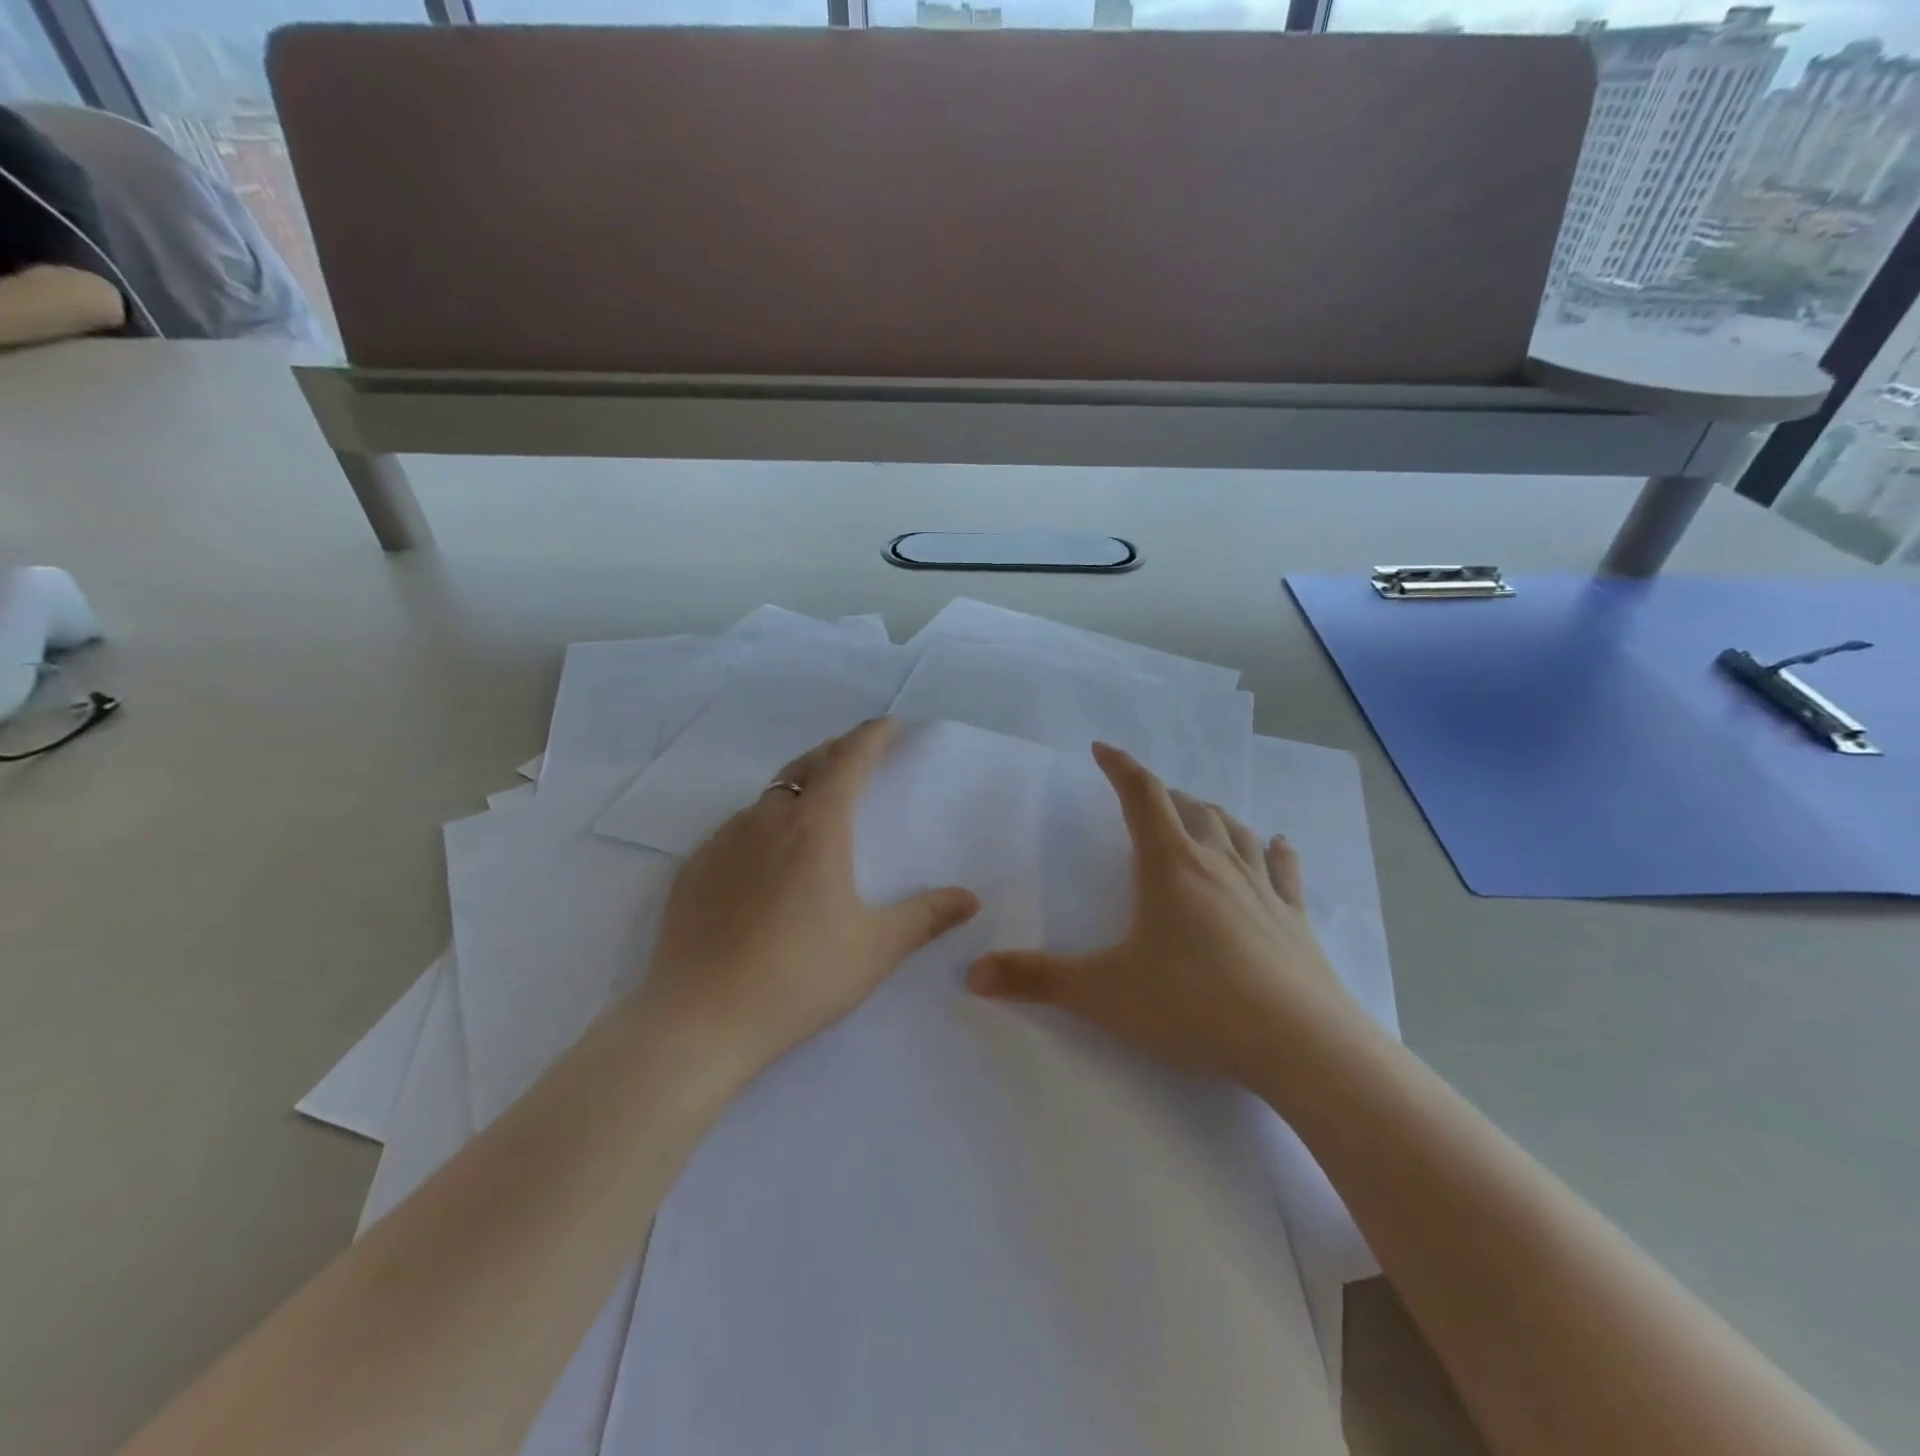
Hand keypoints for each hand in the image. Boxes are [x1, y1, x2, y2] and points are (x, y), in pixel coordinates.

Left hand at [641, 718, 980, 1081]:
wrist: (698, 1021)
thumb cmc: (799, 977)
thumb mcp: (874, 949)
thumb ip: (926, 918)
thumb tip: (970, 899)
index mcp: (816, 828)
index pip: (848, 760)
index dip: (871, 736)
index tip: (889, 723)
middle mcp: (766, 820)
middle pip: (806, 767)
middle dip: (835, 753)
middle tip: (857, 756)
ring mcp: (722, 841)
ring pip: (768, 798)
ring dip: (798, 789)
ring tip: (816, 807)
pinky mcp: (693, 868)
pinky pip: (737, 829)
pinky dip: (763, 825)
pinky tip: (766, 861)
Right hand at [966, 743, 1358, 1085]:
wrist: (1300, 1045)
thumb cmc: (1193, 1005)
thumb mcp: (1104, 993)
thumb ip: (1038, 980)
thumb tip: (974, 973)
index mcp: (1169, 866)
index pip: (1141, 796)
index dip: (1120, 767)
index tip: (1102, 749)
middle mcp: (1217, 864)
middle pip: (1189, 809)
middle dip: (1163, 796)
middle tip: (1145, 798)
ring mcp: (1262, 889)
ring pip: (1235, 831)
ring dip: (1212, 815)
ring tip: (1199, 813)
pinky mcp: (1295, 919)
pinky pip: (1284, 870)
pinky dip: (1276, 850)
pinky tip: (1279, 842)